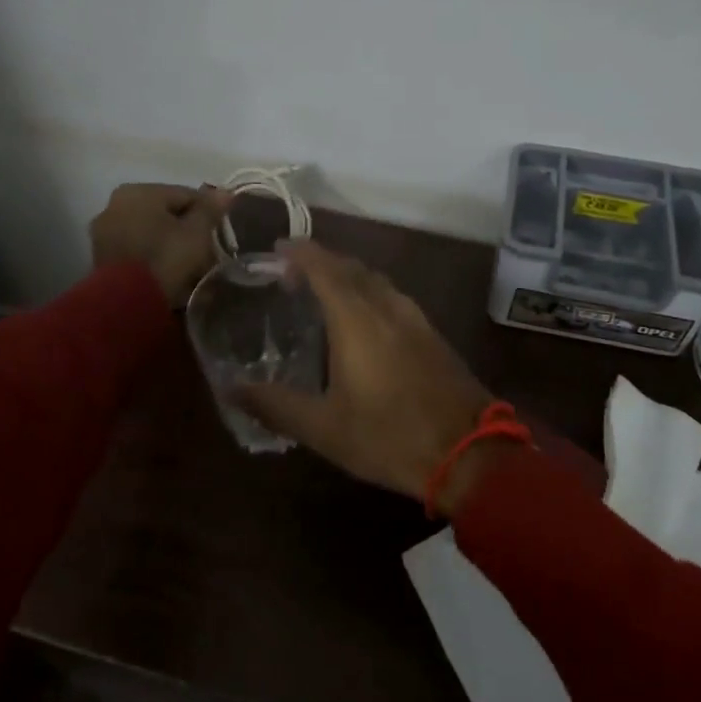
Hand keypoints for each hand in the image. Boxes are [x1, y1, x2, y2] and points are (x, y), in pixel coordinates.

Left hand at [90, 183, 231, 305]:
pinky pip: (136, 251)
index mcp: (139, 191)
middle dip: (186, 231)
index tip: (219, 234)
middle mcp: (115, 205)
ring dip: (169, 245)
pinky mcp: (100, 258)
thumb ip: (210, 210)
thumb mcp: (197, 233)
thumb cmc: (166, 258)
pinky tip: (167, 275)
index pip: (185, 195)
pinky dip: (152, 258)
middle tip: (205, 253)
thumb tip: (224, 192)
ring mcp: (104, 233)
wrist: (127, 304)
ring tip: (188, 268)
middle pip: (165, 214)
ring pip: (149, 233)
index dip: (207, 214)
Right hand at [232, 242, 506, 513]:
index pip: (325, 269)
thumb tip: (231, 389)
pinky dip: (370, 293)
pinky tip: (365, 320)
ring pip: (377, 281)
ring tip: (324, 291)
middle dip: (322, 262)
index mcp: (357, 319)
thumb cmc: (389, 436)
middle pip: (352, 268)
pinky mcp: (433, 336)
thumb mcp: (324, 428)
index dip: (301, 254)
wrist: (469, 453)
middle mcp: (387, 307)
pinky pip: (393, 298)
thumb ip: (276, 405)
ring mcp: (416, 320)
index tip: (279, 249)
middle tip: (292, 273)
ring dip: (348, 276)